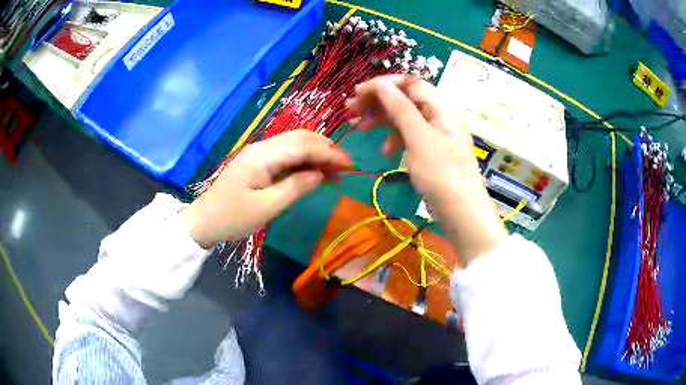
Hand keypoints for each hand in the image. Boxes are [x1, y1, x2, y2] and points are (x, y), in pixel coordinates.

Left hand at [181, 130, 352, 247]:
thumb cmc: (233, 217)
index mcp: (262, 156)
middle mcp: (262, 147)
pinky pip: (286, 155)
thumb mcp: (267, 207)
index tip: (350, 165)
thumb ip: (295, 187)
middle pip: (300, 138)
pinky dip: (304, 161)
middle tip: (346, 167)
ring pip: (294, 144)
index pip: (303, 145)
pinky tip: (315, 173)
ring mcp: (259, 153)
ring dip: (317, 154)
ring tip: (335, 171)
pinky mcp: (258, 162)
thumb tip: (320, 174)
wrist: (205, 220)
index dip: (329, 153)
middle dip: (326, 149)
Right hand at [346, 75, 506, 263]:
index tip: (357, 92)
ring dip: (381, 120)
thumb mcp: (419, 138)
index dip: (382, 84)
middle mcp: (440, 112)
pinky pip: (409, 134)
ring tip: (359, 128)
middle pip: (404, 97)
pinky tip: (384, 151)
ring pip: (403, 115)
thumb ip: (400, 108)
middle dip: (377, 102)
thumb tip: (381, 84)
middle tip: (350, 109)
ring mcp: (435, 130)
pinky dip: (394, 138)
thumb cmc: (442, 174)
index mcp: (442, 104)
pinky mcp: (430, 146)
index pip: (409, 83)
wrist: (460, 212)